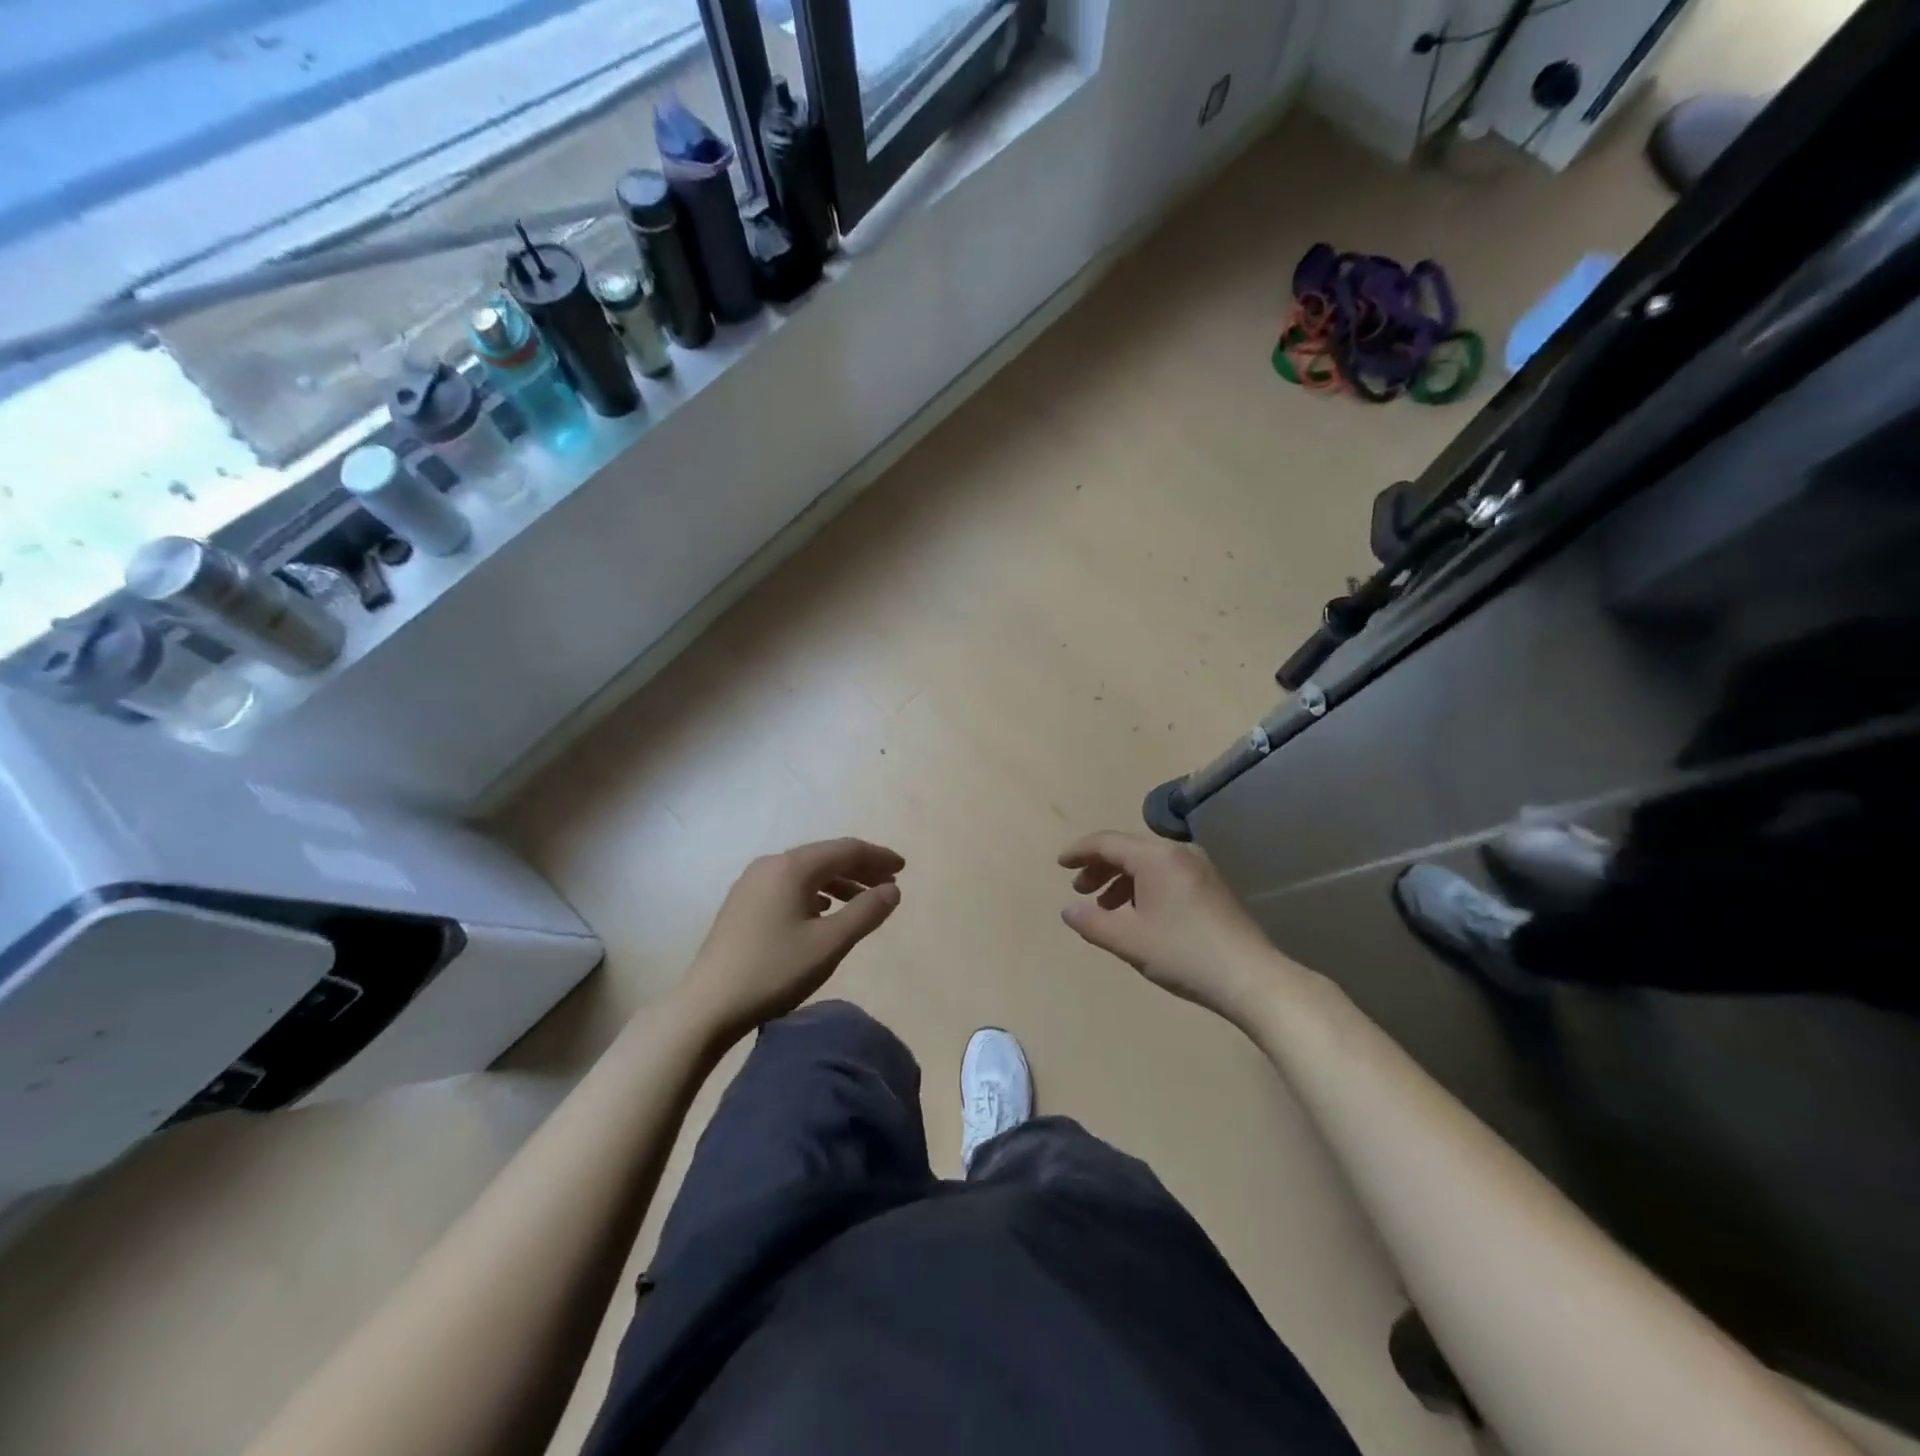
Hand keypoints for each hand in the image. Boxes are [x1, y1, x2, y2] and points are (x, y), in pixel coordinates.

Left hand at [681, 839, 903, 1037]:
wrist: (707, 1006)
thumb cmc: (774, 971)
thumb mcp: (829, 943)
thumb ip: (866, 912)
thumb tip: (893, 889)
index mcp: (791, 867)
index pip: (845, 849)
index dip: (877, 857)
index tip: (903, 869)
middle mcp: (770, 865)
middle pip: (825, 857)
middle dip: (860, 868)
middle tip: (890, 885)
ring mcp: (752, 884)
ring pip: (806, 873)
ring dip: (839, 882)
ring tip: (863, 901)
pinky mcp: (743, 904)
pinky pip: (789, 886)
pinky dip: (816, 893)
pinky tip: (824, 912)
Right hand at [1059, 830, 1278, 1022]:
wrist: (1251, 978)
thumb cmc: (1184, 954)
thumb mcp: (1128, 941)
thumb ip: (1092, 922)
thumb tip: (1068, 910)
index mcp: (1156, 857)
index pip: (1107, 842)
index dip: (1080, 852)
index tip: (1060, 864)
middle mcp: (1178, 853)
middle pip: (1128, 849)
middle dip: (1100, 867)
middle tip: (1080, 890)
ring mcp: (1199, 868)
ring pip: (1148, 863)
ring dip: (1121, 880)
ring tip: (1105, 907)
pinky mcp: (1211, 887)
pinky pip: (1166, 875)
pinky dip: (1143, 887)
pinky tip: (1138, 915)